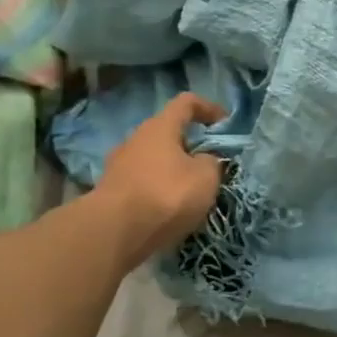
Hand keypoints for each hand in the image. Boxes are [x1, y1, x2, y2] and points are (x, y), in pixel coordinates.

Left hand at [94, 94, 225, 263]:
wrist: (113, 233)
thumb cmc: (166, 194)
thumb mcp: (206, 177)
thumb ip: (212, 161)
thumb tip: (204, 160)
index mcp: (160, 127)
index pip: (186, 103)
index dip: (209, 108)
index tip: (225, 124)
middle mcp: (135, 140)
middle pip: (167, 133)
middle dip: (190, 145)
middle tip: (210, 164)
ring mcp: (118, 166)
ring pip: (154, 160)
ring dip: (173, 170)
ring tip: (191, 192)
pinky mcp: (111, 192)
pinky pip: (142, 183)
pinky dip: (158, 190)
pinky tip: (170, 210)